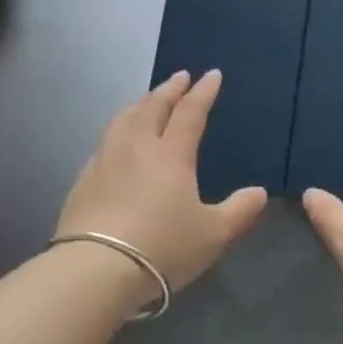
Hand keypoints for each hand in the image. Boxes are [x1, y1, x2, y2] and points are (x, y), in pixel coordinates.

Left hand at [57, 70, 267, 295]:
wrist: (96, 268)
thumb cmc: (163, 248)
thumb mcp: (213, 234)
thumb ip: (239, 211)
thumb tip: (259, 193)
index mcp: (171, 155)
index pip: (189, 113)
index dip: (202, 93)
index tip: (211, 75)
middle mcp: (136, 148)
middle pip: (152, 107)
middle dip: (169, 89)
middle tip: (179, 77)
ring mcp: (105, 161)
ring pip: (123, 120)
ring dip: (140, 104)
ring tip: (147, 100)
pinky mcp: (83, 180)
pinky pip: (104, 143)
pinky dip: (118, 131)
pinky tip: (118, 142)